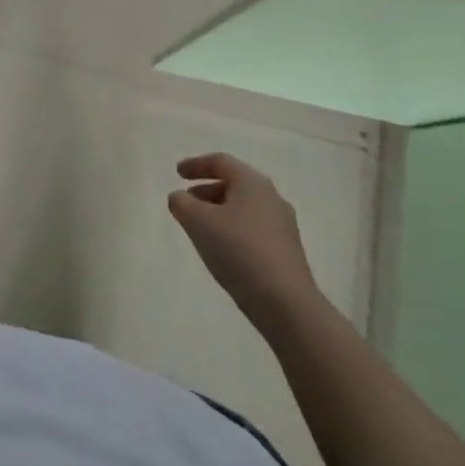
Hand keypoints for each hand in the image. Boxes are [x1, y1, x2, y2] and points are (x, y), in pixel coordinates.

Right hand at [168, 154, 321, 331]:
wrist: (286, 303)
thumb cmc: (238, 250)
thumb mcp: (197, 221)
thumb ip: (181, 203)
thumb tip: (180, 198)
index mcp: (252, 183)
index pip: (221, 162)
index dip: (196, 164)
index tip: (177, 173)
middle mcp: (271, 198)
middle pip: (234, 184)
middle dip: (207, 189)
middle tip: (187, 200)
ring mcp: (283, 226)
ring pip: (244, 208)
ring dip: (219, 211)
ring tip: (200, 227)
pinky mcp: (287, 251)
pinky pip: (253, 229)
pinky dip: (233, 229)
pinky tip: (222, 249)